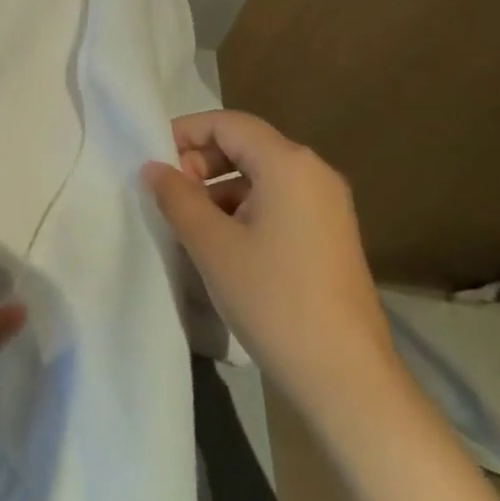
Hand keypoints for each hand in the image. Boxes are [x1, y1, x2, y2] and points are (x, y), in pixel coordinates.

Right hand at [143, 110, 398, 422]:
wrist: (346, 377)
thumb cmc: (273, 299)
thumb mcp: (212, 245)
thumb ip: (177, 197)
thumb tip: (154, 167)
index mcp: (288, 163)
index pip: (228, 123)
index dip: (185, 133)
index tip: (153, 160)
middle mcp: (314, 172)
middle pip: (246, 145)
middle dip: (202, 162)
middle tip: (169, 195)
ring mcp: (327, 205)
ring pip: (261, 176)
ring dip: (220, 188)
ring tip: (189, 223)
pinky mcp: (330, 234)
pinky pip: (279, 201)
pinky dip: (244, 209)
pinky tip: (223, 244)